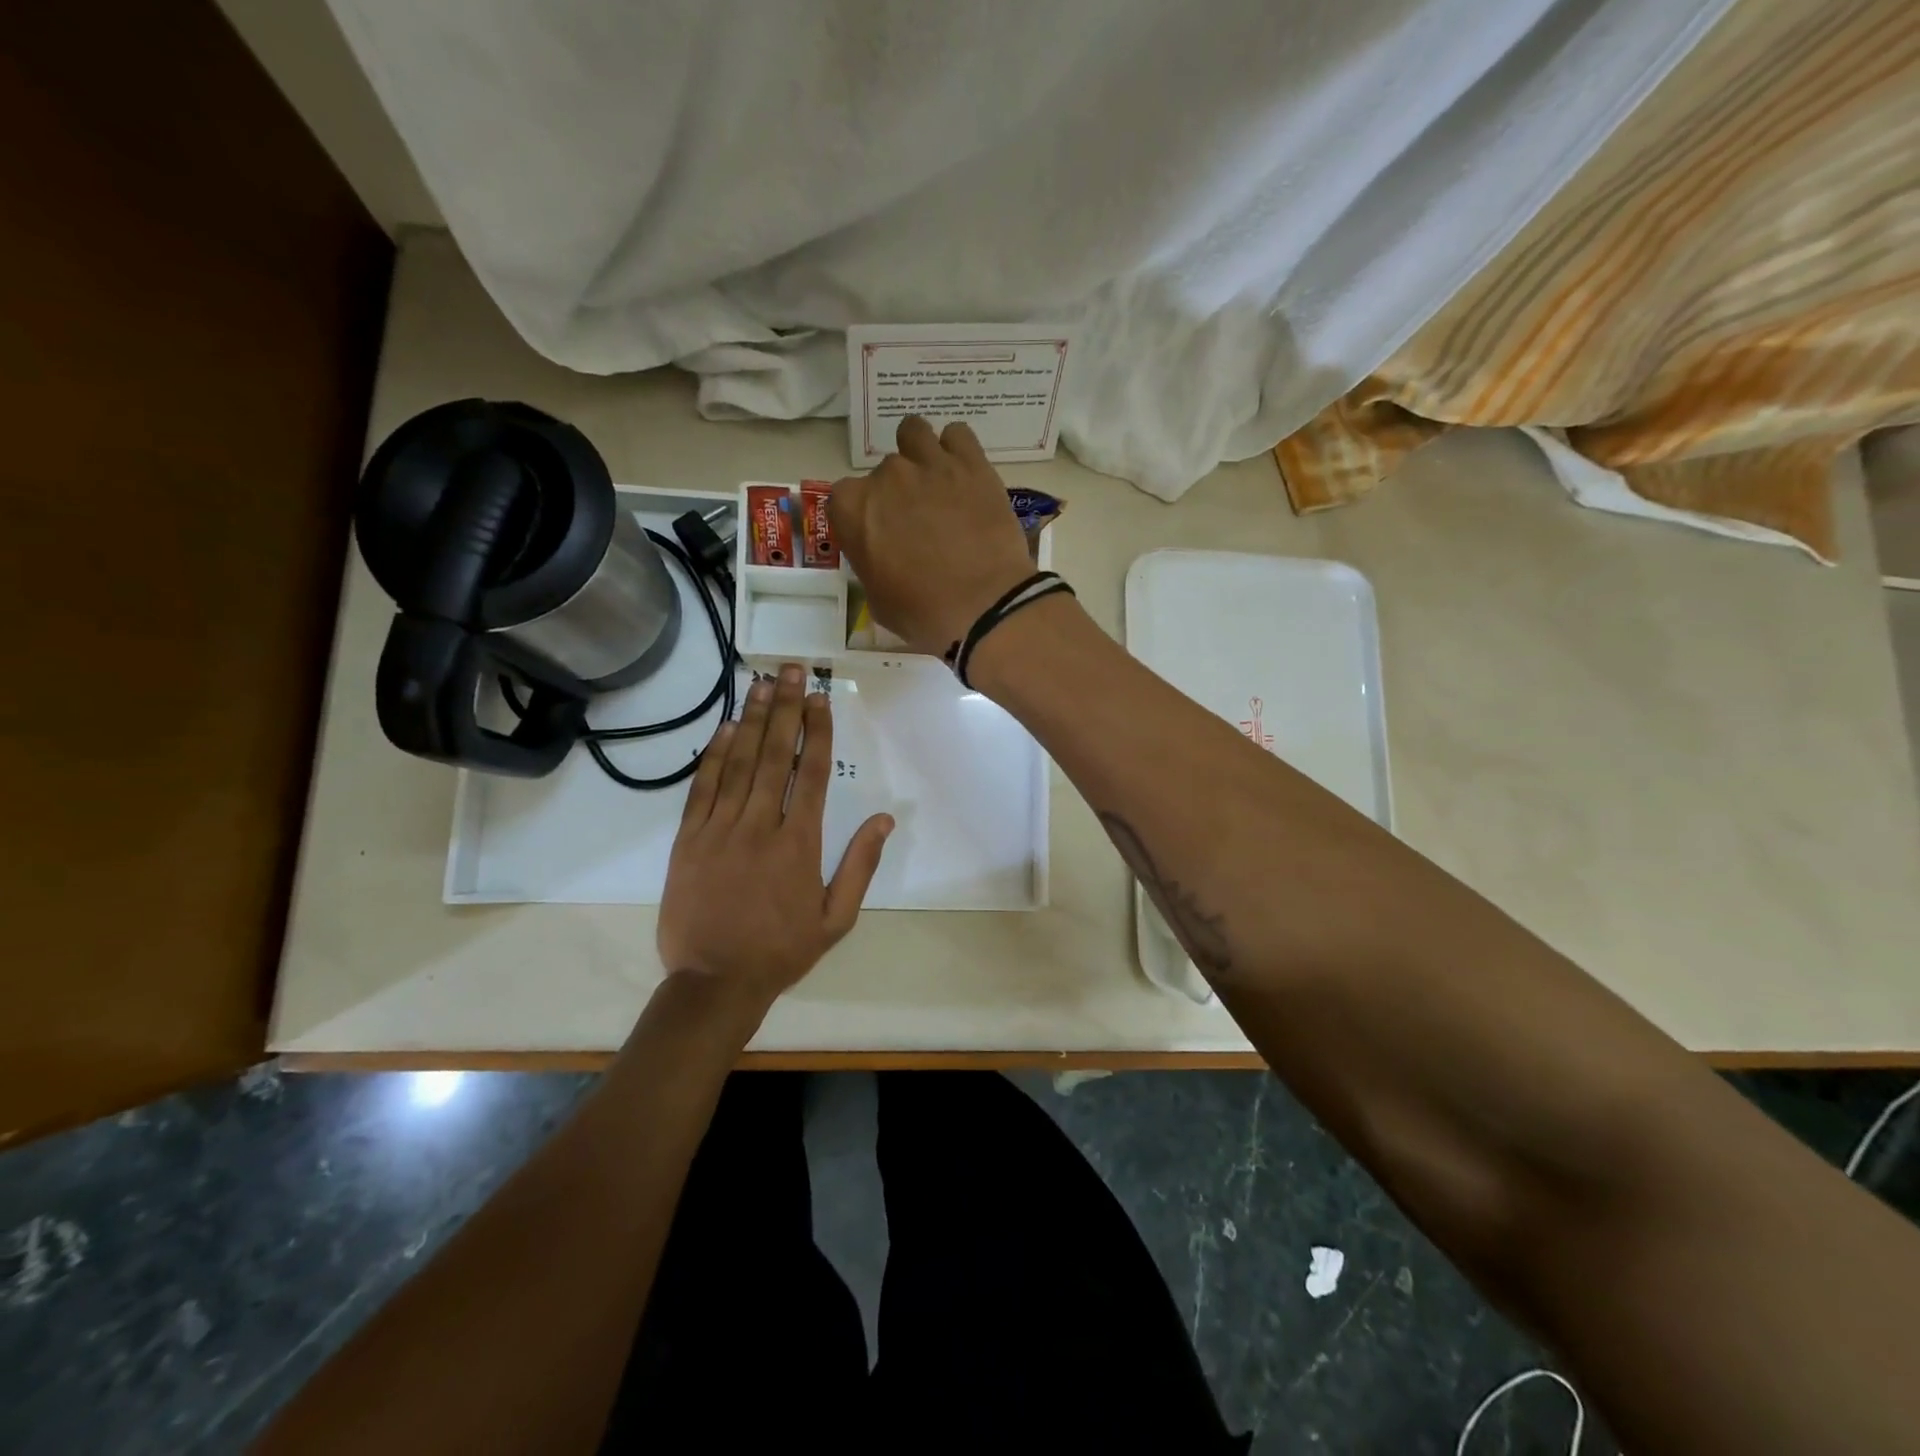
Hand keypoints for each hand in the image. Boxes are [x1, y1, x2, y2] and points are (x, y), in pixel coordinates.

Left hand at [657, 665, 892, 1007]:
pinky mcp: (688, 840)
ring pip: (738, 763)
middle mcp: (760, 826)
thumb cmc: (781, 950)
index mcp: (799, 844)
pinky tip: (723, 729)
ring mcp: (720, 830)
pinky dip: (713, 756)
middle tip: (791, 671)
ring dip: (751, 720)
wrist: (714, 982)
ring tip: (761, 684)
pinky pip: (702, 789)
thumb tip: (885, 820)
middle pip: (775, 755)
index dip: (816, 731)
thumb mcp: (836, 919)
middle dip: (785, 708)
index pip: (811, 773)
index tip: (819, 698)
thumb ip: (860, 865)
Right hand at [829, 416, 1035, 658]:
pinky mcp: (972, 464)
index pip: (844, 497)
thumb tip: (881, 553)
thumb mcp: (877, 599)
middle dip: (897, 493)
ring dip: (920, 453)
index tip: (879, 534)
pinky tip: (964, 473)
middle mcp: (887, 476)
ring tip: (936, 481)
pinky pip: (958, 434)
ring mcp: (930, 464)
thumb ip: (870, 562)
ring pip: (914, 433)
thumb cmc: (923, 614)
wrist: (984, 607)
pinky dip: (957, 450)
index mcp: (854, 509)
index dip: (863, 516)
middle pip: (884, 472)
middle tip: (918, 522)